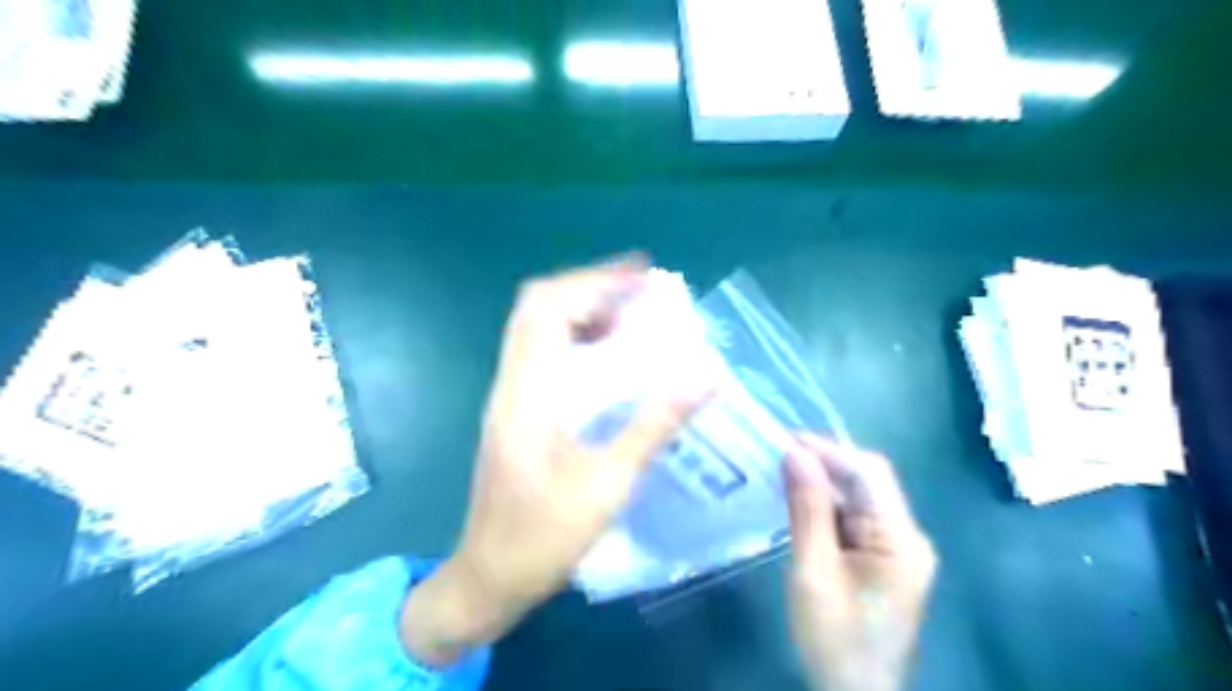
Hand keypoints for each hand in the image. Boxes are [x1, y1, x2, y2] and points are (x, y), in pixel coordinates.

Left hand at [402, 257, 708, 666]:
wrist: (488, 577)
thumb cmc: (542, 536)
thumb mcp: (608, 483)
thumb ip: (655, 426)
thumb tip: (705, 380)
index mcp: (526, 391)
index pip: (547, 307)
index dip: (594, 282)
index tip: (644, 277)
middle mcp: (512, 381)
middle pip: (538, 306)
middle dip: (591, 287)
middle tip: (642, 291)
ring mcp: (511, 394)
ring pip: (539, 327)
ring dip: (584, 310)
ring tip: (633, 315)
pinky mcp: (517, 410)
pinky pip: (545, 353)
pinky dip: (578, 338)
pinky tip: (611, 356)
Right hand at [784, 434, 940, 687]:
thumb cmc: (834, 638)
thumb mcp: (813, 571)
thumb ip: (807, 510)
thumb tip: (794, 453)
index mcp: (901, 540)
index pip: (869, 474)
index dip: (828, 450)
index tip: (784, 440)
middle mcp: (907, 536)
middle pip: (868, 481)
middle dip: (824, 462)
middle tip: (777, 454)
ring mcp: (897, 548)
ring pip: (859, 496)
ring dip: (823, 482)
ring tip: (781, 471)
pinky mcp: (882, 558)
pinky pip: (854, 517)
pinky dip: (826, 504)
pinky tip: (798, 500)